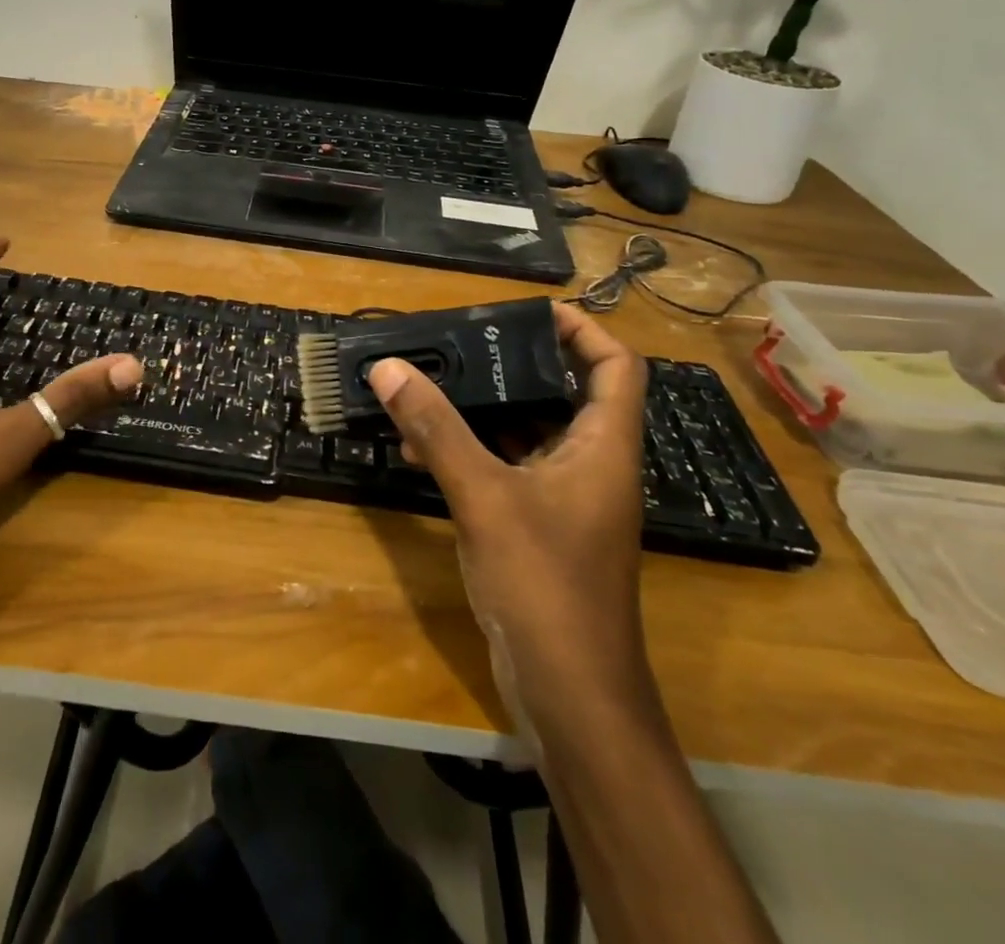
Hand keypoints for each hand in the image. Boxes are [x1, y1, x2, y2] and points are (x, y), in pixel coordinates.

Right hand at [367, 303, 650, 719]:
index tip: (531, 310)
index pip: (616, 366)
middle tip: (462, 343)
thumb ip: (437, 430)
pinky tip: (421, 451)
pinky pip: (507, 470)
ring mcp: (566, 500)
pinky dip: (471, 454)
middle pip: (565, 394)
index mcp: (603, 447)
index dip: (583, 329)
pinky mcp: (540, 529)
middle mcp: (592, 466)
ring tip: (428, 389)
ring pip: (528, 434)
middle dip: (515, 366)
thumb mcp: (485, 497)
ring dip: (482, 412)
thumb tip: (389, 368)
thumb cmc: (545, 585)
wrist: (571, 695)